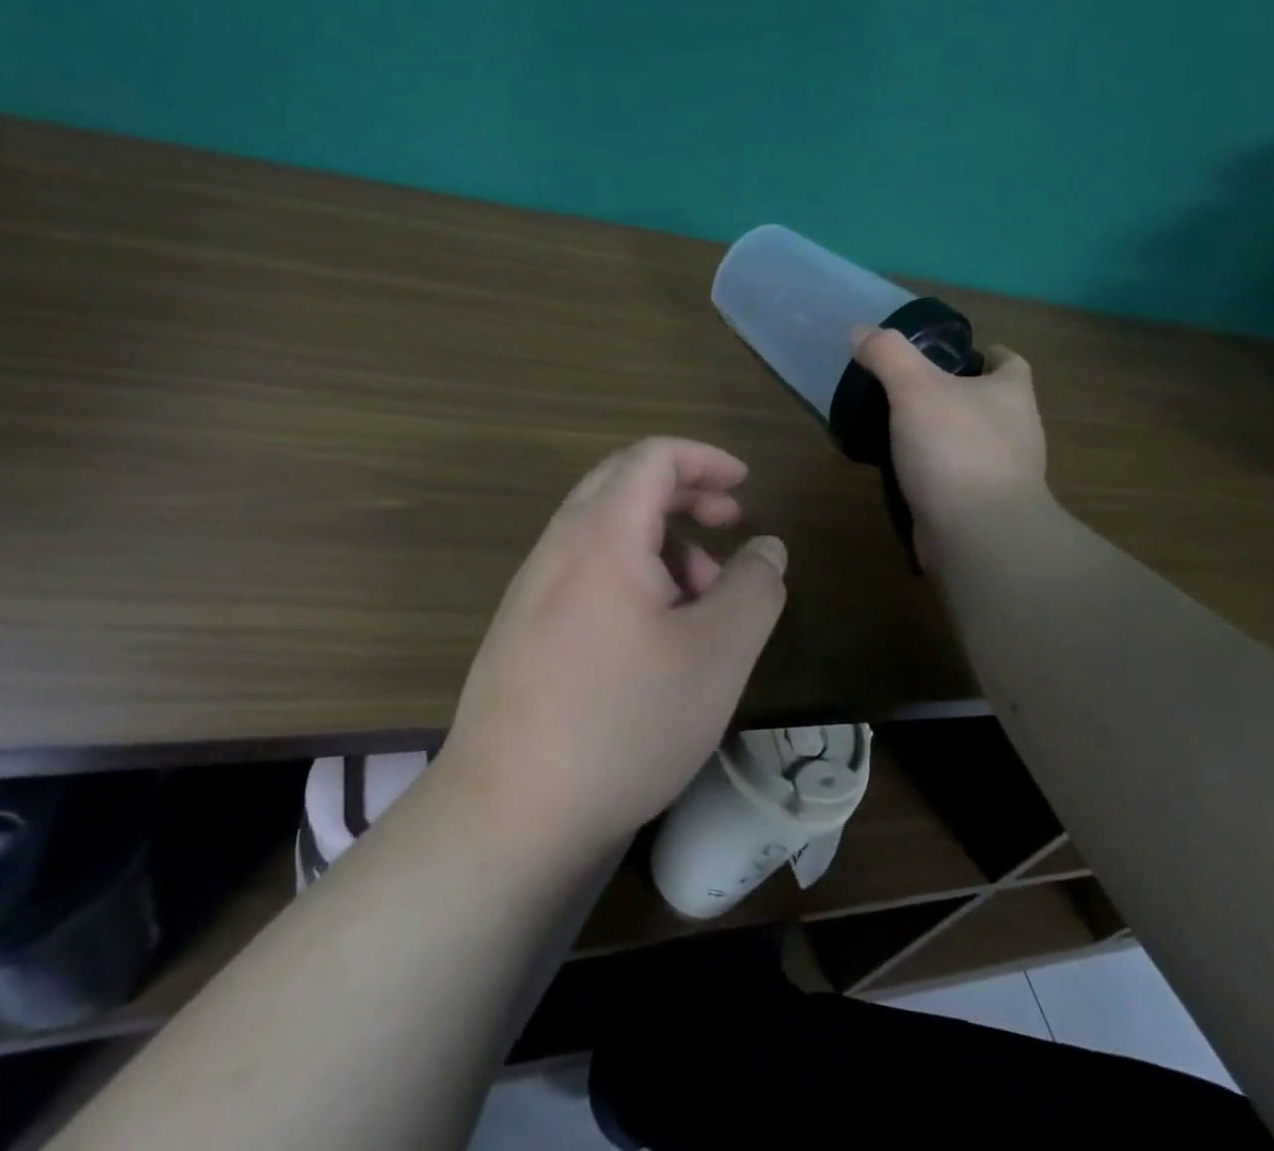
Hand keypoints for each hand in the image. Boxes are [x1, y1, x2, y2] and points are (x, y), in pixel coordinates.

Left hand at [438, 438, 788, 864]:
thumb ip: (754, 589)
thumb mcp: (717, 655)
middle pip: (624, 485)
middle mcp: (558, 547)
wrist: (507, 815)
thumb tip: (767, 548)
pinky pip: (585, 573)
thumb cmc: (623, 722)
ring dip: (661, 542)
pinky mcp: (523, 630)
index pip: (652, 457)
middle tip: (729, 523)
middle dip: (684, 493)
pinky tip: (655, 634)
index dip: (704, 459)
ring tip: (703, 596)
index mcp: (601, 535)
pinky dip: (631, 575)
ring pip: (605, 533)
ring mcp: (532, 590)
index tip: (744, 485)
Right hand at [851, 328, 1050, 568]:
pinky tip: (904, 470)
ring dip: (944, 434)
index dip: (985, 353)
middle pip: (990, 401)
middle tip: (910, 389)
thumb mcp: (915, 388)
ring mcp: (1004, 473)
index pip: (1009, 362)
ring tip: (900, 428)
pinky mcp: (983, 507)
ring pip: (972, 441)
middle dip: (957, 393)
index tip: (951, 354)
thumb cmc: (956, 450)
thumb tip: (860, 332)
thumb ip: (888, 355)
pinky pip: (957, 478)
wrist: (979, 535)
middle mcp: (1016, 430)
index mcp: (1011, 394)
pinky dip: (935, 471)